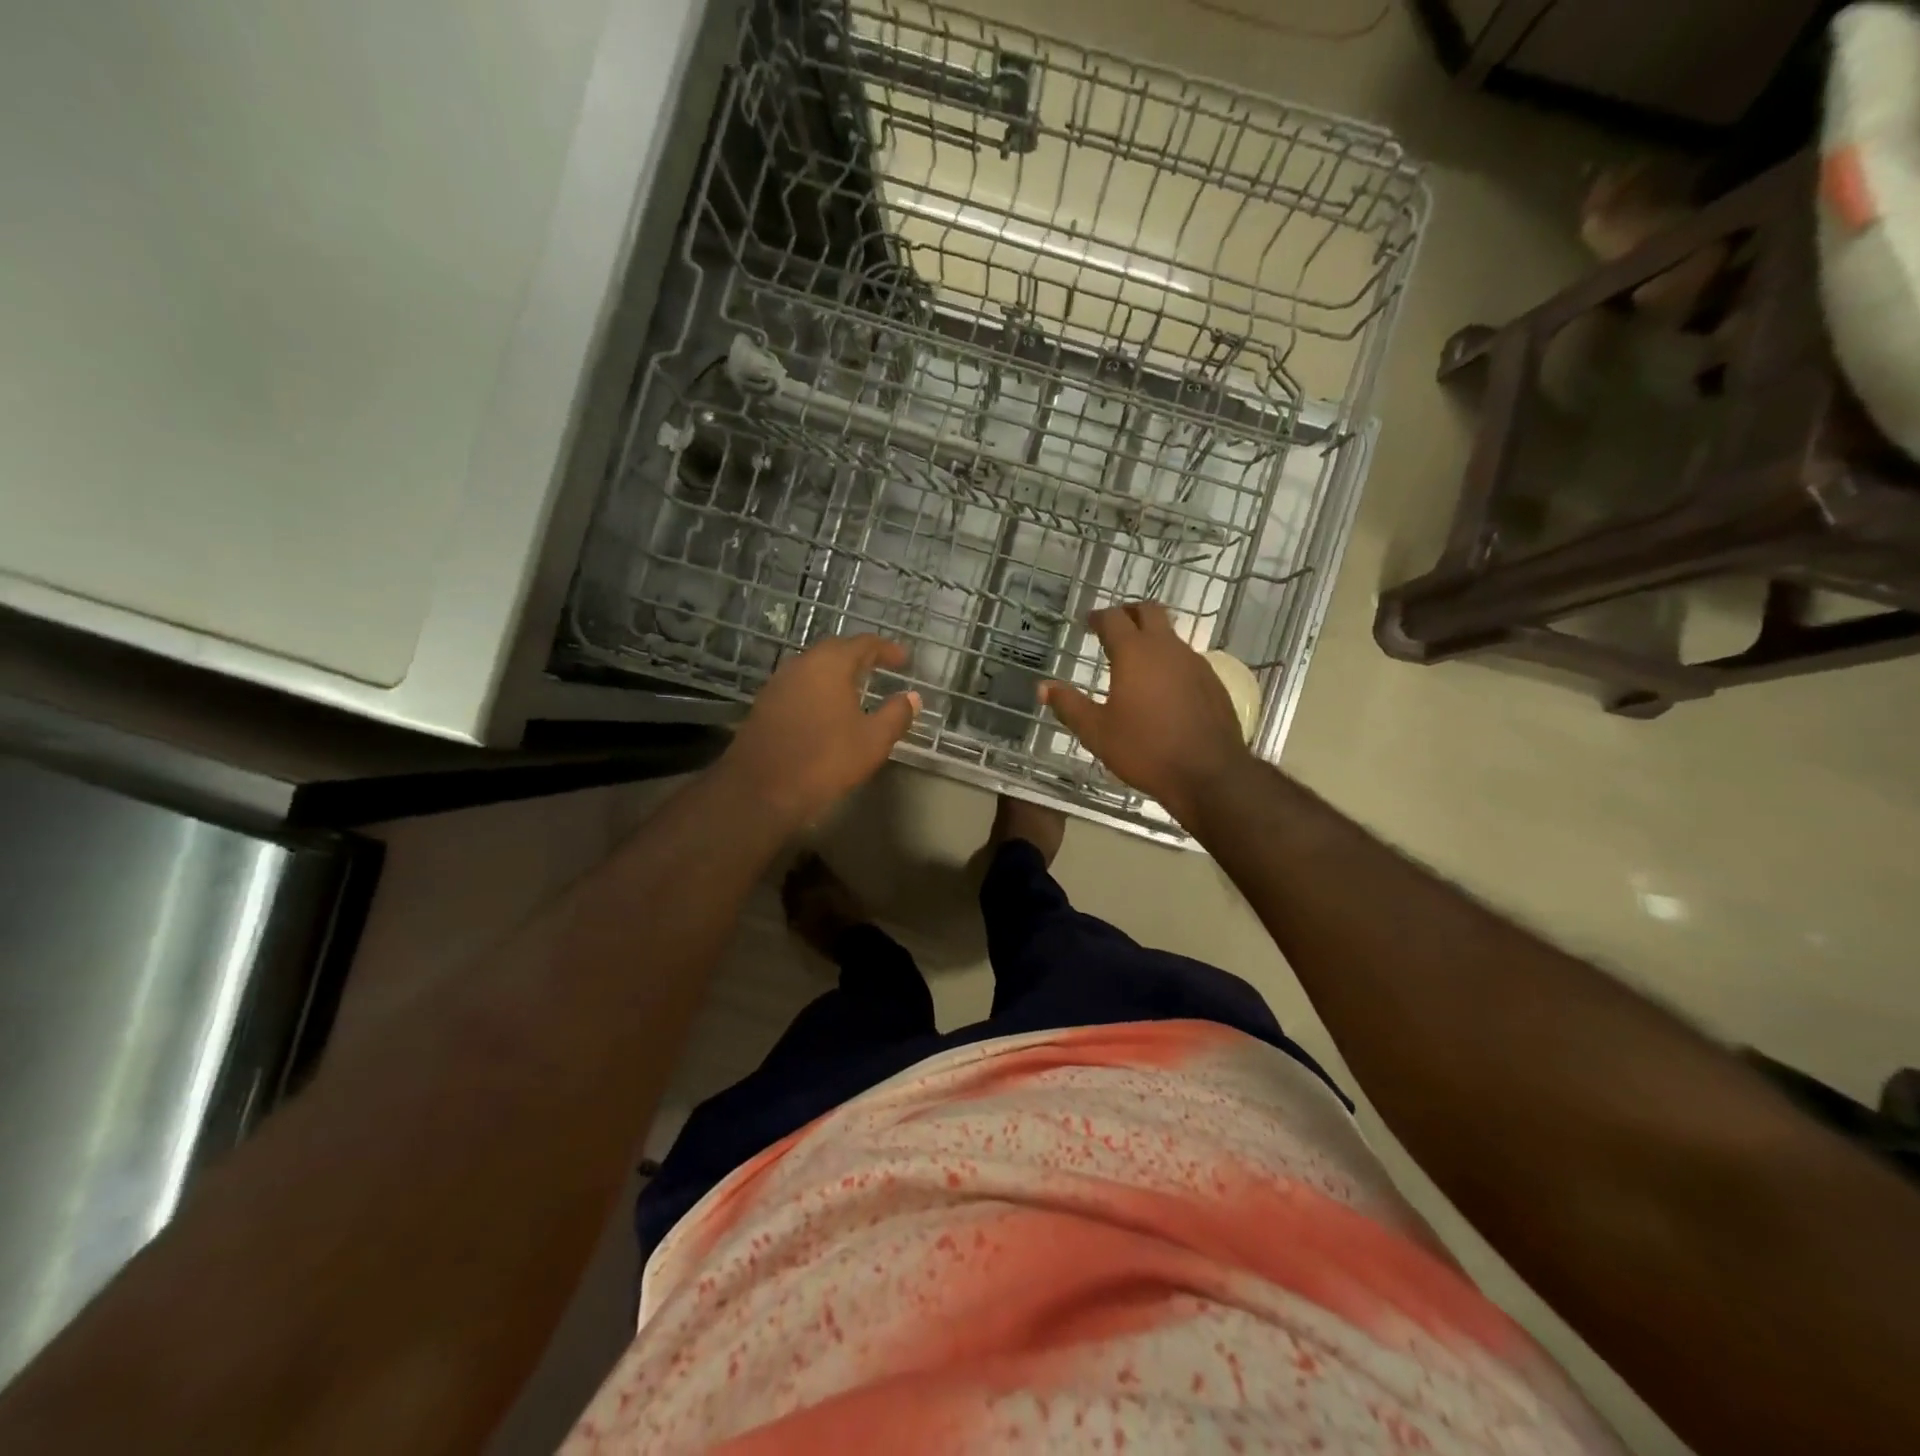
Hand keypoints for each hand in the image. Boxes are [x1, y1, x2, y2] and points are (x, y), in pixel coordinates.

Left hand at [722, 635, 920, 827]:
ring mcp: (778, 684)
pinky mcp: (765, 705)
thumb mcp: (872, 740)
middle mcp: (801, 665)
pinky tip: (828, 708)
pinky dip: (819, 689)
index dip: (887, 649)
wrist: (760, 789)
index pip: (863, 644)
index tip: (904, 659)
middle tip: (881, 667)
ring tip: (857, 687)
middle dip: (861, 656)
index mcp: (829, 665)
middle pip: (835, 650)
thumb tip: (912, 697)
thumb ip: (895, 714)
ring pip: (814, 668)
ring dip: (837, 672)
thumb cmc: (825, 760)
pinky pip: (799, 686)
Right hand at [1042, 602, 1252, 825]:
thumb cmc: (1145, 750)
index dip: (1098, 617)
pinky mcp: (1213, 682)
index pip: (1113, 618)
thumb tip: (1043, 687)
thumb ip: (1069, 705)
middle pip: (1149, 611)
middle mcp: (1167, 648)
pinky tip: (1163, 689)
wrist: (1209, 773)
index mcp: (1134, 653)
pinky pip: (1187, 660)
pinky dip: (1170, 662)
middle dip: (1129, 612)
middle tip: (1114, 627)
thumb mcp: (1097, 732)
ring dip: (1151, 639)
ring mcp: (1195, 663)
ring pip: (1171, 636)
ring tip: (1135, 662)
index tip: (1087, 622)